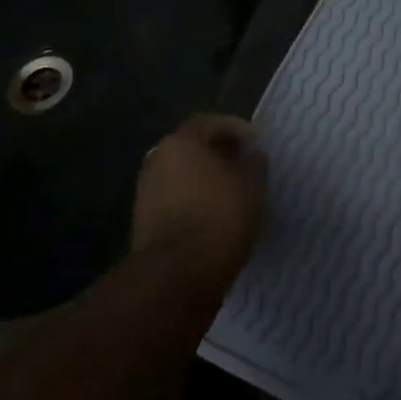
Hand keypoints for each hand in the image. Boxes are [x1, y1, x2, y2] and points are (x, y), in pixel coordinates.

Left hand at [131, 115, 267, 283]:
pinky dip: (195, 202)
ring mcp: (147, 193)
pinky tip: (215, 217)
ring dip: (207, 180)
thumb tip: (250, 155)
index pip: (209, 123)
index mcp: (180, 142)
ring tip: (234, 195)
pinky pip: (176, 201)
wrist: (175, 276)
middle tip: (245, 167)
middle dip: (220, 154)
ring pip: (183, 176)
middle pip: (193, 148)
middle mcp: (157, 160)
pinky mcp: (144, 223)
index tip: (256, 145)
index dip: (236, 129)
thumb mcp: (252, 183)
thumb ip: (254, 161)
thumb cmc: (219, 216)